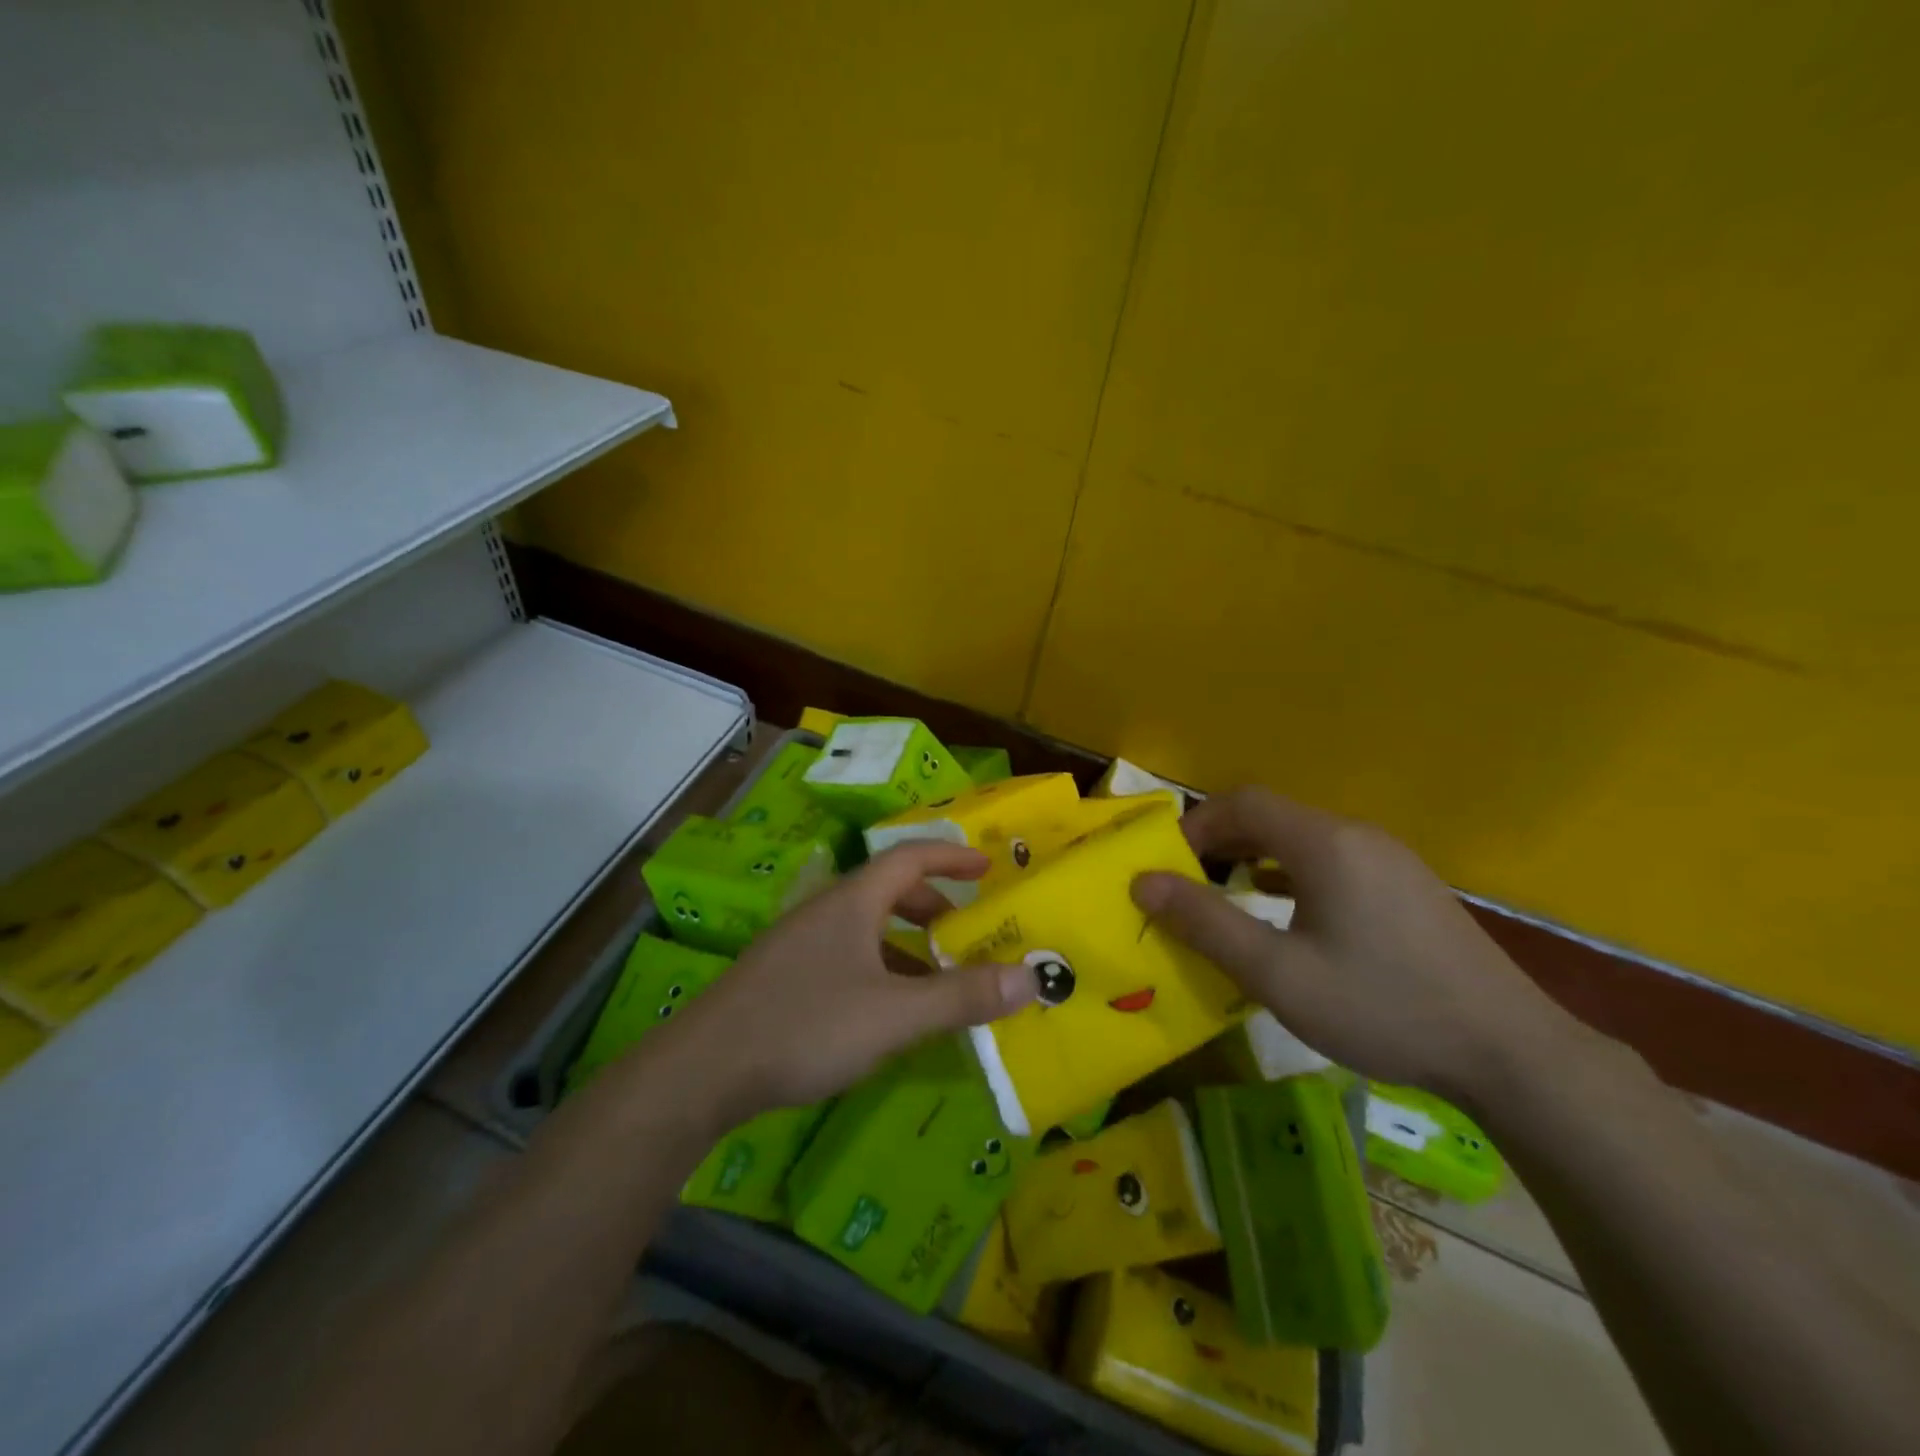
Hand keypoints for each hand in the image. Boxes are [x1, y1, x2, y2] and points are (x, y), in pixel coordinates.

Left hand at [667, 841, 1036, 1119]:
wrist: (702, 1070)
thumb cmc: (805, 1026)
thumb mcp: (894, 1015)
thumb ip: (962, 996)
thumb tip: (1032, 978)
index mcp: (852, 903)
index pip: (908, 857)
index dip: (950, 858)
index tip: (986, 869)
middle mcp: (824, 912)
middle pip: (886, 890)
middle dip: (930, 904)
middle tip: (964, 929)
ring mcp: (798, 944)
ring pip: (864, 927)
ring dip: (905, 942)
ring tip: (935, 977)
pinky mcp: (782, 976)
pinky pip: (845, 955)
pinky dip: (878, 968)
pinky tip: (885, 1012)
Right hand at [1132, 787, 1579, 1108]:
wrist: (1512, 1053)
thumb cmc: (1382, 1007)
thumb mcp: (1278, 973)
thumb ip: (1207, 924)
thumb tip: (1144, 883)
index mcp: (1324, 843)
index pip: (1243, 803)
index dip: (1195, 825)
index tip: (1168, 867)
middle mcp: (1357, 836)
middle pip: (1272, 816)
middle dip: (1220, 842)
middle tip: (1189, 885)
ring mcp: (1389, 860)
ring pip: (1303, 839)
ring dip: (1256, 857)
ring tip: (1228, 896)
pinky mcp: (1408, 887)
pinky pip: (1332, 861)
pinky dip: (1292, 873)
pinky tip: (1288, 914)